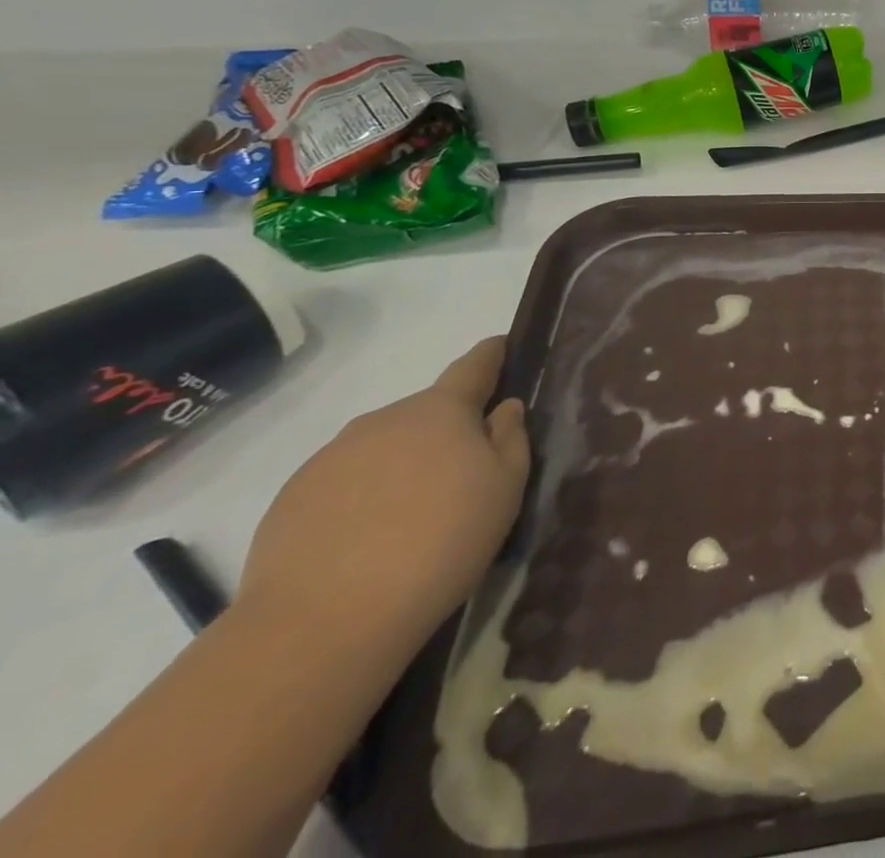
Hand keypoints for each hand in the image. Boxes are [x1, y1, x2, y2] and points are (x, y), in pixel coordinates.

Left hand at [238, 337, 530, 652]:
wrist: (322, 622)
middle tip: (464, 473)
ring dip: (403, 464)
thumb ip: (510, 438)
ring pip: (383, 448)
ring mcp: (330, 458)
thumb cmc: (440, 542)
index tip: (501, 346)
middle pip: (426, 413)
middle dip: (447, 429)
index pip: (472, 367)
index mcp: (439, 411)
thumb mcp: (505, 488)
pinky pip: (344, 483)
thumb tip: (504, 408)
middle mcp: (382, 420)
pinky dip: (363, 497)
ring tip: (413, 516)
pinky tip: (369, 541)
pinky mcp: (290, 500)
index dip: (490, 355)